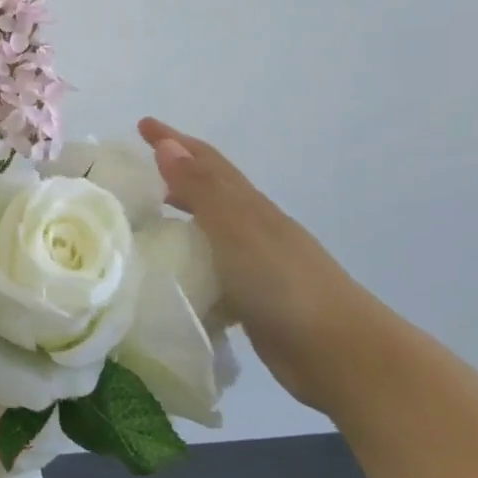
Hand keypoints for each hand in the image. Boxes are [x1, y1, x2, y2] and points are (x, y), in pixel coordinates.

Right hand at [137, 118, 377, 413]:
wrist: (341, 353)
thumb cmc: (283, 284)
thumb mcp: (235, 229)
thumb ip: (201, 189)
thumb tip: (167, 144)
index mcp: (249, 207)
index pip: (206, 161)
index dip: (174, 140)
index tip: (142, 124)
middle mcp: (253, 228)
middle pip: (210, 191)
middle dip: (176, 174)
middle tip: (137, 172)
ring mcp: (256, 265)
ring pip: (210, 230)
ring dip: (181, 218)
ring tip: (146, 221)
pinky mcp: (253, 300)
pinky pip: (212, 269)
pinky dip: (190, 263)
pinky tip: (171, 275)